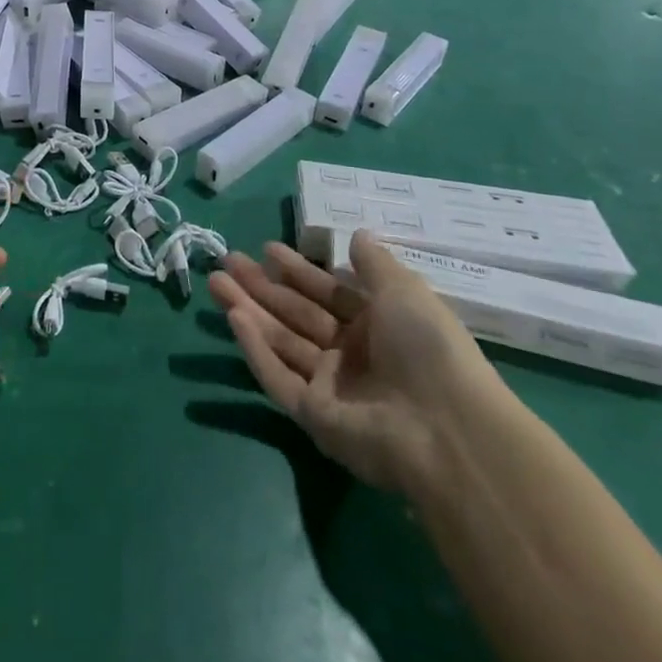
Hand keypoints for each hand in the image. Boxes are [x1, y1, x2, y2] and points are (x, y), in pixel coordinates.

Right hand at [208, 235, 507, 496]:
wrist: (447, 427)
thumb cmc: (428, 347)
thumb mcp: (405, 291)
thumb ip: (375, 263)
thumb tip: (356, 234)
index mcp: (376, 326)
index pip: (327, 293)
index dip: (297, 270)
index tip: (267, 248)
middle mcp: (351, 355)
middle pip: (295, 314)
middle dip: (261, 286)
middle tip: (226, 261)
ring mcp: (330, 387)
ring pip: (280, 340)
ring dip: (247, 310)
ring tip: (215, 282)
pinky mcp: (314, 416)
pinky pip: (279, 377)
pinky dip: (256, 350)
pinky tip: (234, 318)